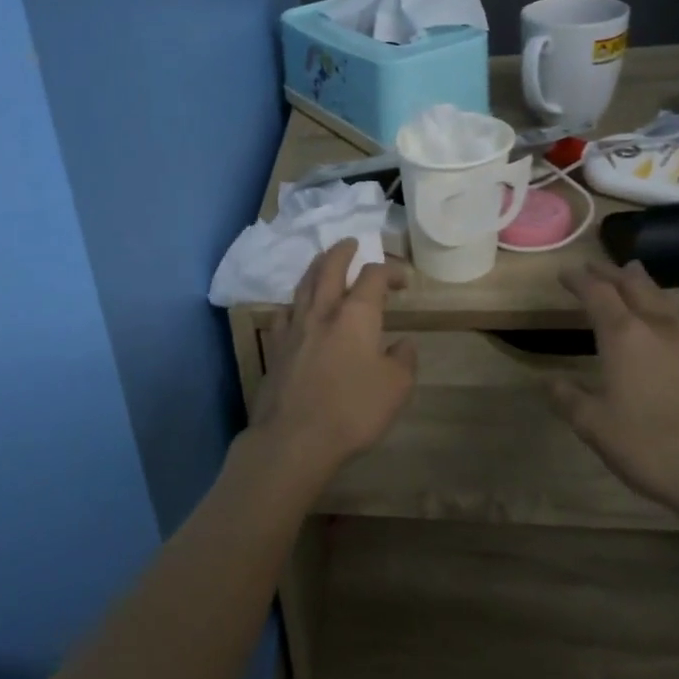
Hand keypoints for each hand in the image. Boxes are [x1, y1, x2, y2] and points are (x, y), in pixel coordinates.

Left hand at [248, 240, 417, 478]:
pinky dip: (294, 304)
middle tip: (350, 242)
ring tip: (322, 262)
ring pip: (303, 285)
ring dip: (316, 268)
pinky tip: (295, 309)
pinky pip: (284, 313)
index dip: (389, 271)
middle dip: (342, 251)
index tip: (402, 280)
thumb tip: (401, 344)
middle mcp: (322, 312)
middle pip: (330, 268)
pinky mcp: (275, 347)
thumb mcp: (396, 388)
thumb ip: (403, 360)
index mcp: (355, 316)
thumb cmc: (353, 410)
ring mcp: (294, 328)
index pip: (373, 278)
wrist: (295, 437)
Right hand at [549, 261, 678, 527]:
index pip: (598, 294)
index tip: (565, 272)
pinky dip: (668, 313)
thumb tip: (549, 381)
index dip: (580, 281)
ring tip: (636, 276)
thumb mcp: (596, 428)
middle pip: (635, 288)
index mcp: (625, 337)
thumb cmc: (655, 448)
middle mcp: (660, 330)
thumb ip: (569, 399)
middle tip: (597, 265)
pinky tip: (670, 328)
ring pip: (666, 302)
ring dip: (645, 286)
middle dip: (613, 274)